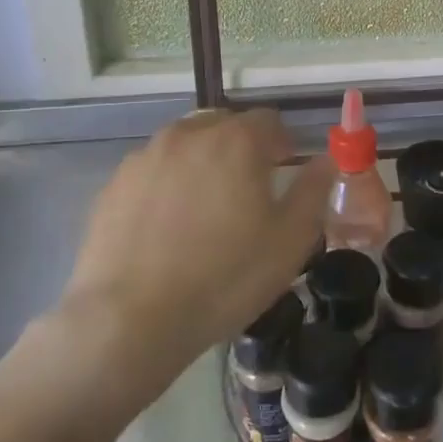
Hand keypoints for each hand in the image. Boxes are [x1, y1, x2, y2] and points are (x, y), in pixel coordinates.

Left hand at [57, 110, 331, 392]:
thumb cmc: (224, 278)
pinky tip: (167, 225)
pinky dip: (168, 182)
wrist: (130, 321)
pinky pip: (154, 168)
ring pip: (186, 143)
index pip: (269, 120)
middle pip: (225, 124)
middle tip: (247, 191)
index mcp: (236, 140)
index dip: (282, 144)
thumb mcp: (290, 241)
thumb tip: (328, 159)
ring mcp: (146, 156)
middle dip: (241, 147)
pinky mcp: (114, 183)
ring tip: (204, 208)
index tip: (283, 173)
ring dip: (203, 161)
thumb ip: (314, 190)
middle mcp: (189, 134)